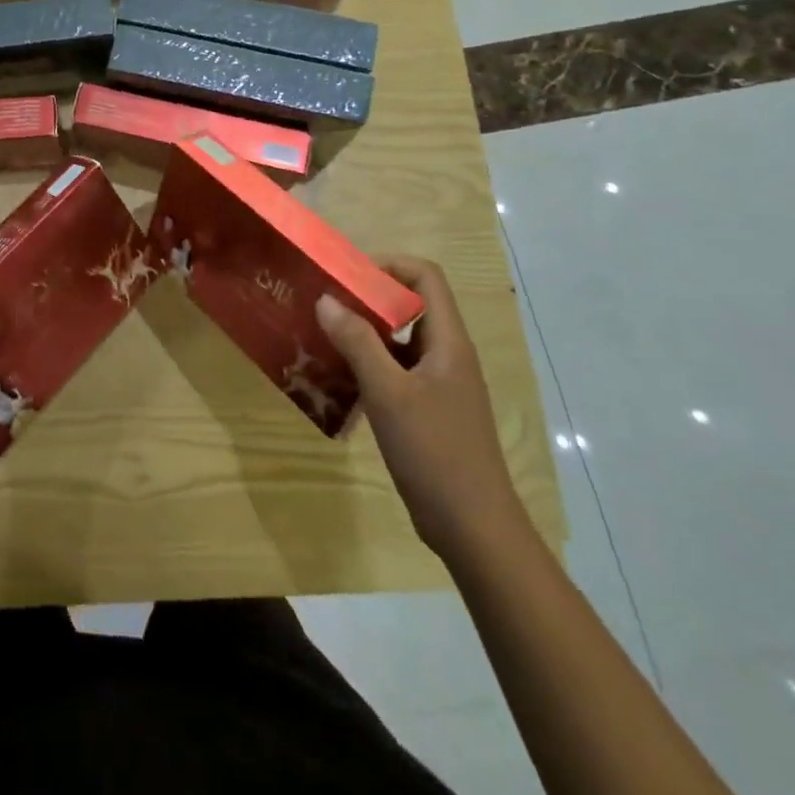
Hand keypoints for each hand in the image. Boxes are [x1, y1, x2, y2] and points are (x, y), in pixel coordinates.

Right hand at [316, 255, 526, 559]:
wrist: (473, 528)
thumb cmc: (435, 452)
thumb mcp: (388, 393)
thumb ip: (357, 342)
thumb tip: (326, 299)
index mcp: (447, 342)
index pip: (425, 277)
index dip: (388, 266)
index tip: (346, 277)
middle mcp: (446, 354)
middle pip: (410, 305)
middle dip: (366, 299)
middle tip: (324, 305)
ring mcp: (439, 384)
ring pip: (399, 341)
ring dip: (363, 334)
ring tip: (321, 338)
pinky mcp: (428, 410)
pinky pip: (395, 371)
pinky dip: (367, 366)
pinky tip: (337, 380)